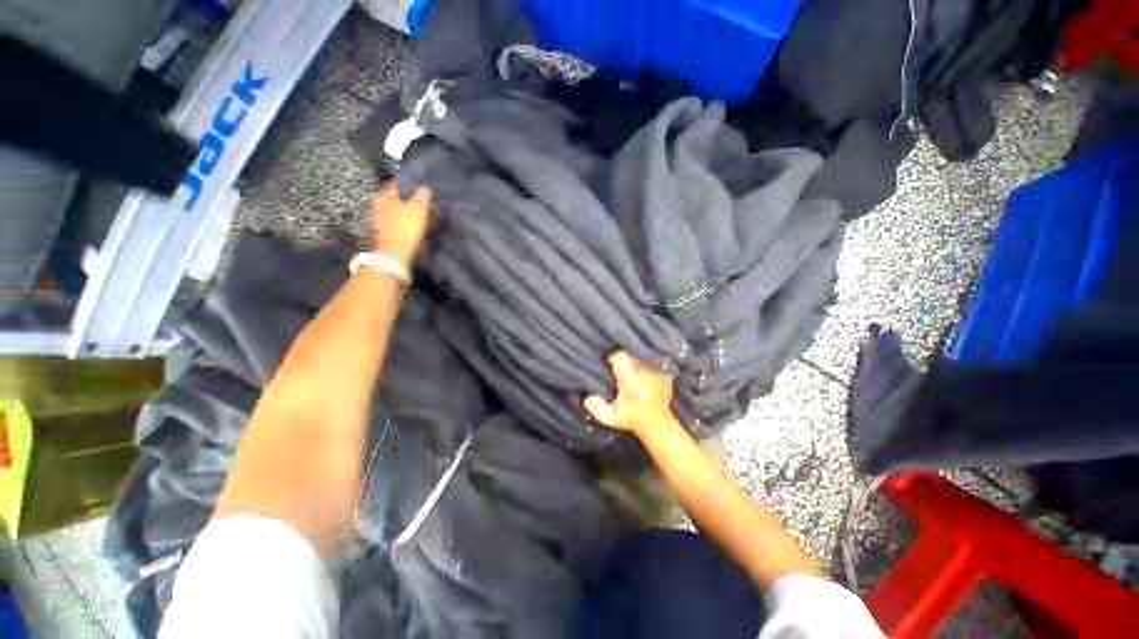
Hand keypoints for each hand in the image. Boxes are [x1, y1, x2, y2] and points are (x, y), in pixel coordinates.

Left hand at [371, 182, 431, 266]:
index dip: (408, 181)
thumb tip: (424, 187)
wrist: (393, 254)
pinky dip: (400, 219)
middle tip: (417, 196)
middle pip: (394, 195)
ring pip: (393, 208)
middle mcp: (379, 203)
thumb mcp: (418, 210)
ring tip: (415, 210)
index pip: (397, 182)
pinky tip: (408, 223)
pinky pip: (393, 219)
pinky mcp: (382, 230)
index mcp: (386, 195)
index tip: (418, 182)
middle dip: (405, 195)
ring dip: (402, 208)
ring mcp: (378, 217)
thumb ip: (422, 196)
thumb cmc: (405, 228)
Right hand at [584, 351, 675, 435]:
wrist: (658, 425)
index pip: (621, 356)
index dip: (614, 358)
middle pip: (632, 354)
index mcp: (632, 381)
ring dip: (636, 361)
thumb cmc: (632, 420)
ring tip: (632, 372)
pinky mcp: (666, 374)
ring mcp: (659, 373)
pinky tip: (643, 375)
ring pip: (642, 356)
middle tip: (621, 370)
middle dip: (625, 359)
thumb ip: (597, 408)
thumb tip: (588, 397)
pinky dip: (647, 365)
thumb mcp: (611, 418)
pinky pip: (653, 362)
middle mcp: (646, 374)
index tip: (610, 365)